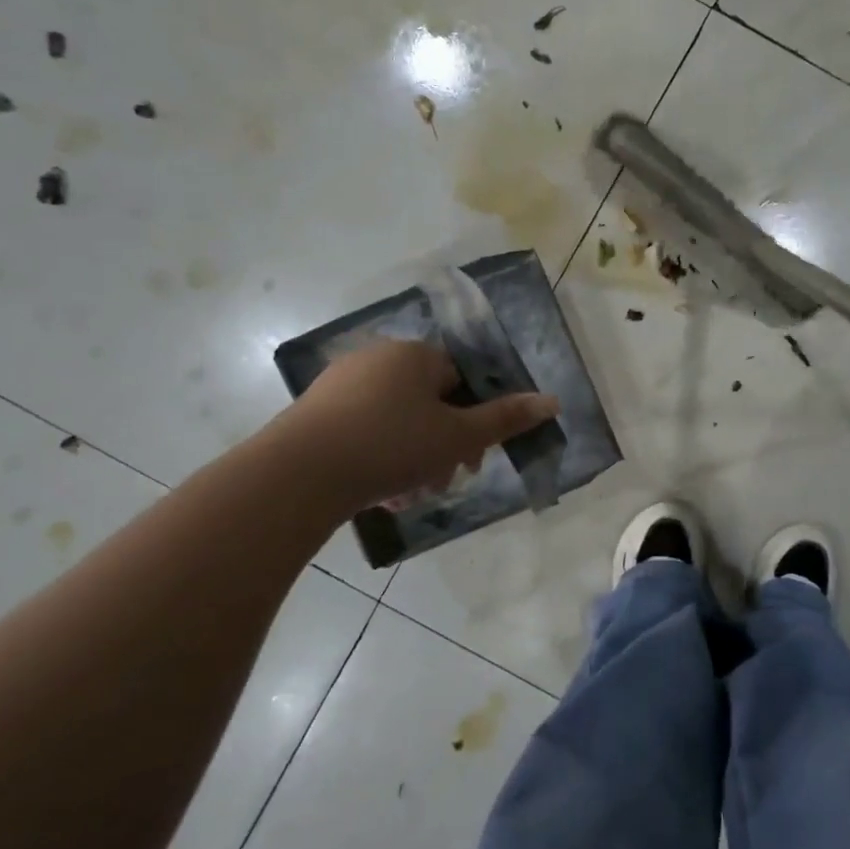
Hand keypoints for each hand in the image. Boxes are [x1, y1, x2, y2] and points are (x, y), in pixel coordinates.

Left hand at [273, 337, 558, 513]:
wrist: (297, 475)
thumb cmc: (391, 446)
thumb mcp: (458, 436)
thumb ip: (506, 418)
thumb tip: (552, 400)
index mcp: (415, 354)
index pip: (461, 378)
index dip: (473, 418)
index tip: (472, 457)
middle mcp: (378, 357)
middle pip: (429, 400)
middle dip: (442, 443)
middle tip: (443, 480)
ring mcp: (340, 382)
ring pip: (396, 419)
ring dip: (412, 455)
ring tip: (409, 494)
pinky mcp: (314, 411)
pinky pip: (363, 428)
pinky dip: (378, 455)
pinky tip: (378, 491)